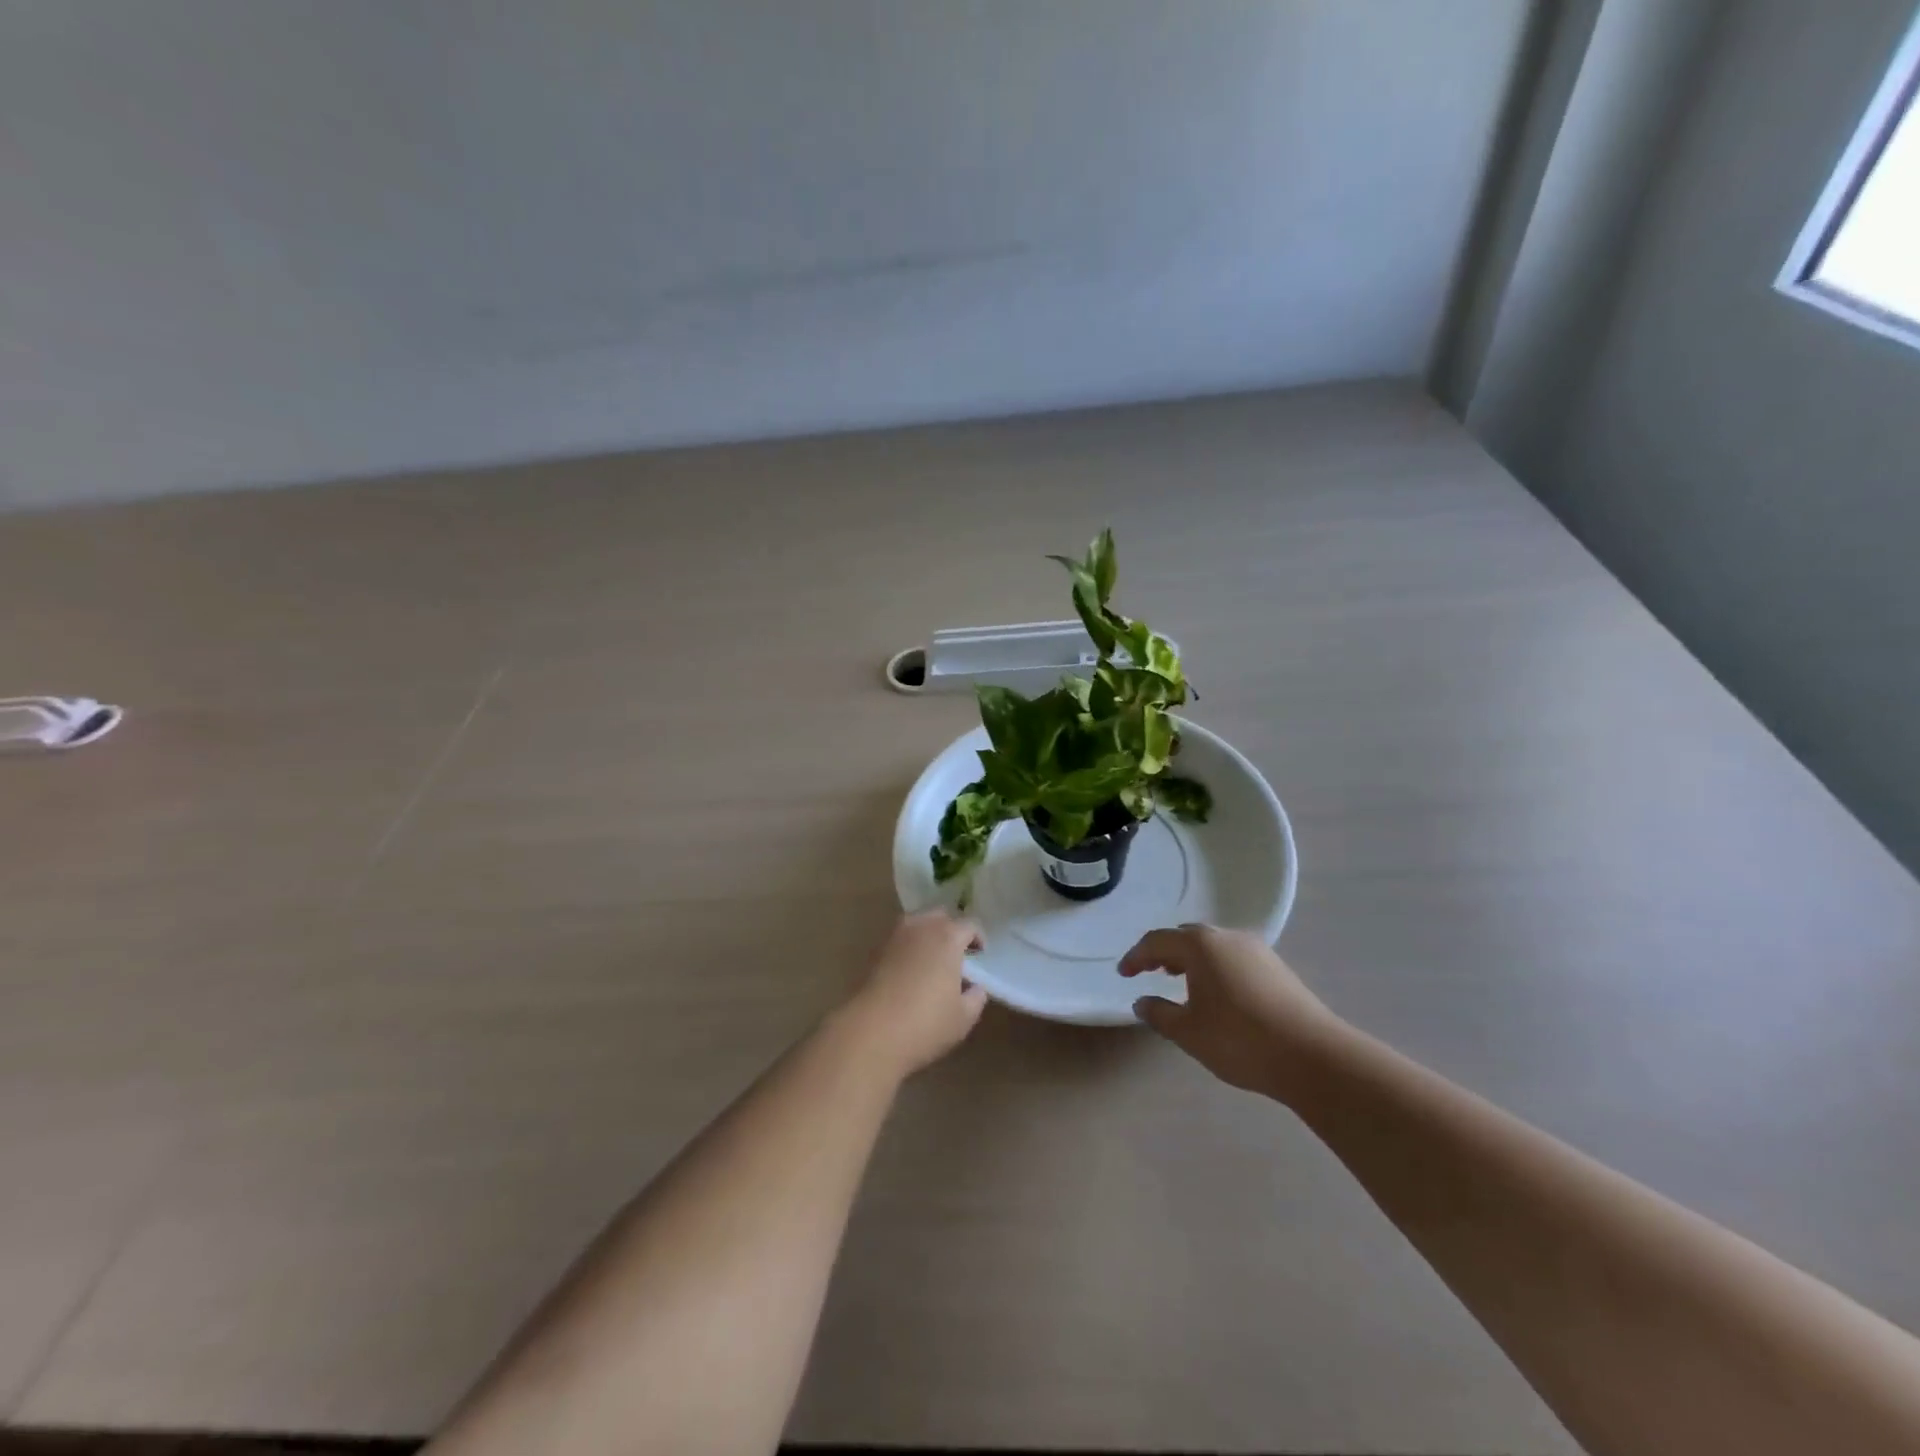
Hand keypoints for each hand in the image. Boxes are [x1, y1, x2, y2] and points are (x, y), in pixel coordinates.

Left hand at [836, 911, 988, 1078]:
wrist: (873, 1032)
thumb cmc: (926, 1023)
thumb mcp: (964, 1017)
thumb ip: (976, 996)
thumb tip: (975, 986)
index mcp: (948, 937)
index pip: (970, 925)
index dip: (978, 939)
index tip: (979, 956)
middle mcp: (921, 927)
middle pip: (941, 916)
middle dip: (952, 930)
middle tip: (957, 954)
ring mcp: (896, 937)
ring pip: (918, 924)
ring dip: (929, 935)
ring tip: (934, 960)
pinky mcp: (877, 951)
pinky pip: (901, 939)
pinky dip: (911, 947)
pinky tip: (913, 970)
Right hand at [1121, 924, 1341, 1097]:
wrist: (1313, 1056)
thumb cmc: (1240, 1040)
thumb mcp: (1188, 1032)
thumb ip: (1159, 1013)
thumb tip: (1141, 1001)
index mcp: (1200, 945)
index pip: (1157, 941)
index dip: (1136, 957)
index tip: (1123, 973)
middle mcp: (1227, 937)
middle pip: (1186, 937)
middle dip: (1164, 952)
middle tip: (1149, 972)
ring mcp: (1256, 950)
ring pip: (1212, 946)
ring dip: (1191, 959)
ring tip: (1180, 982)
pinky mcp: (1277, 968)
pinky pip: (1233, 957)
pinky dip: (1214, 967)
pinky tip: (1216, 993)